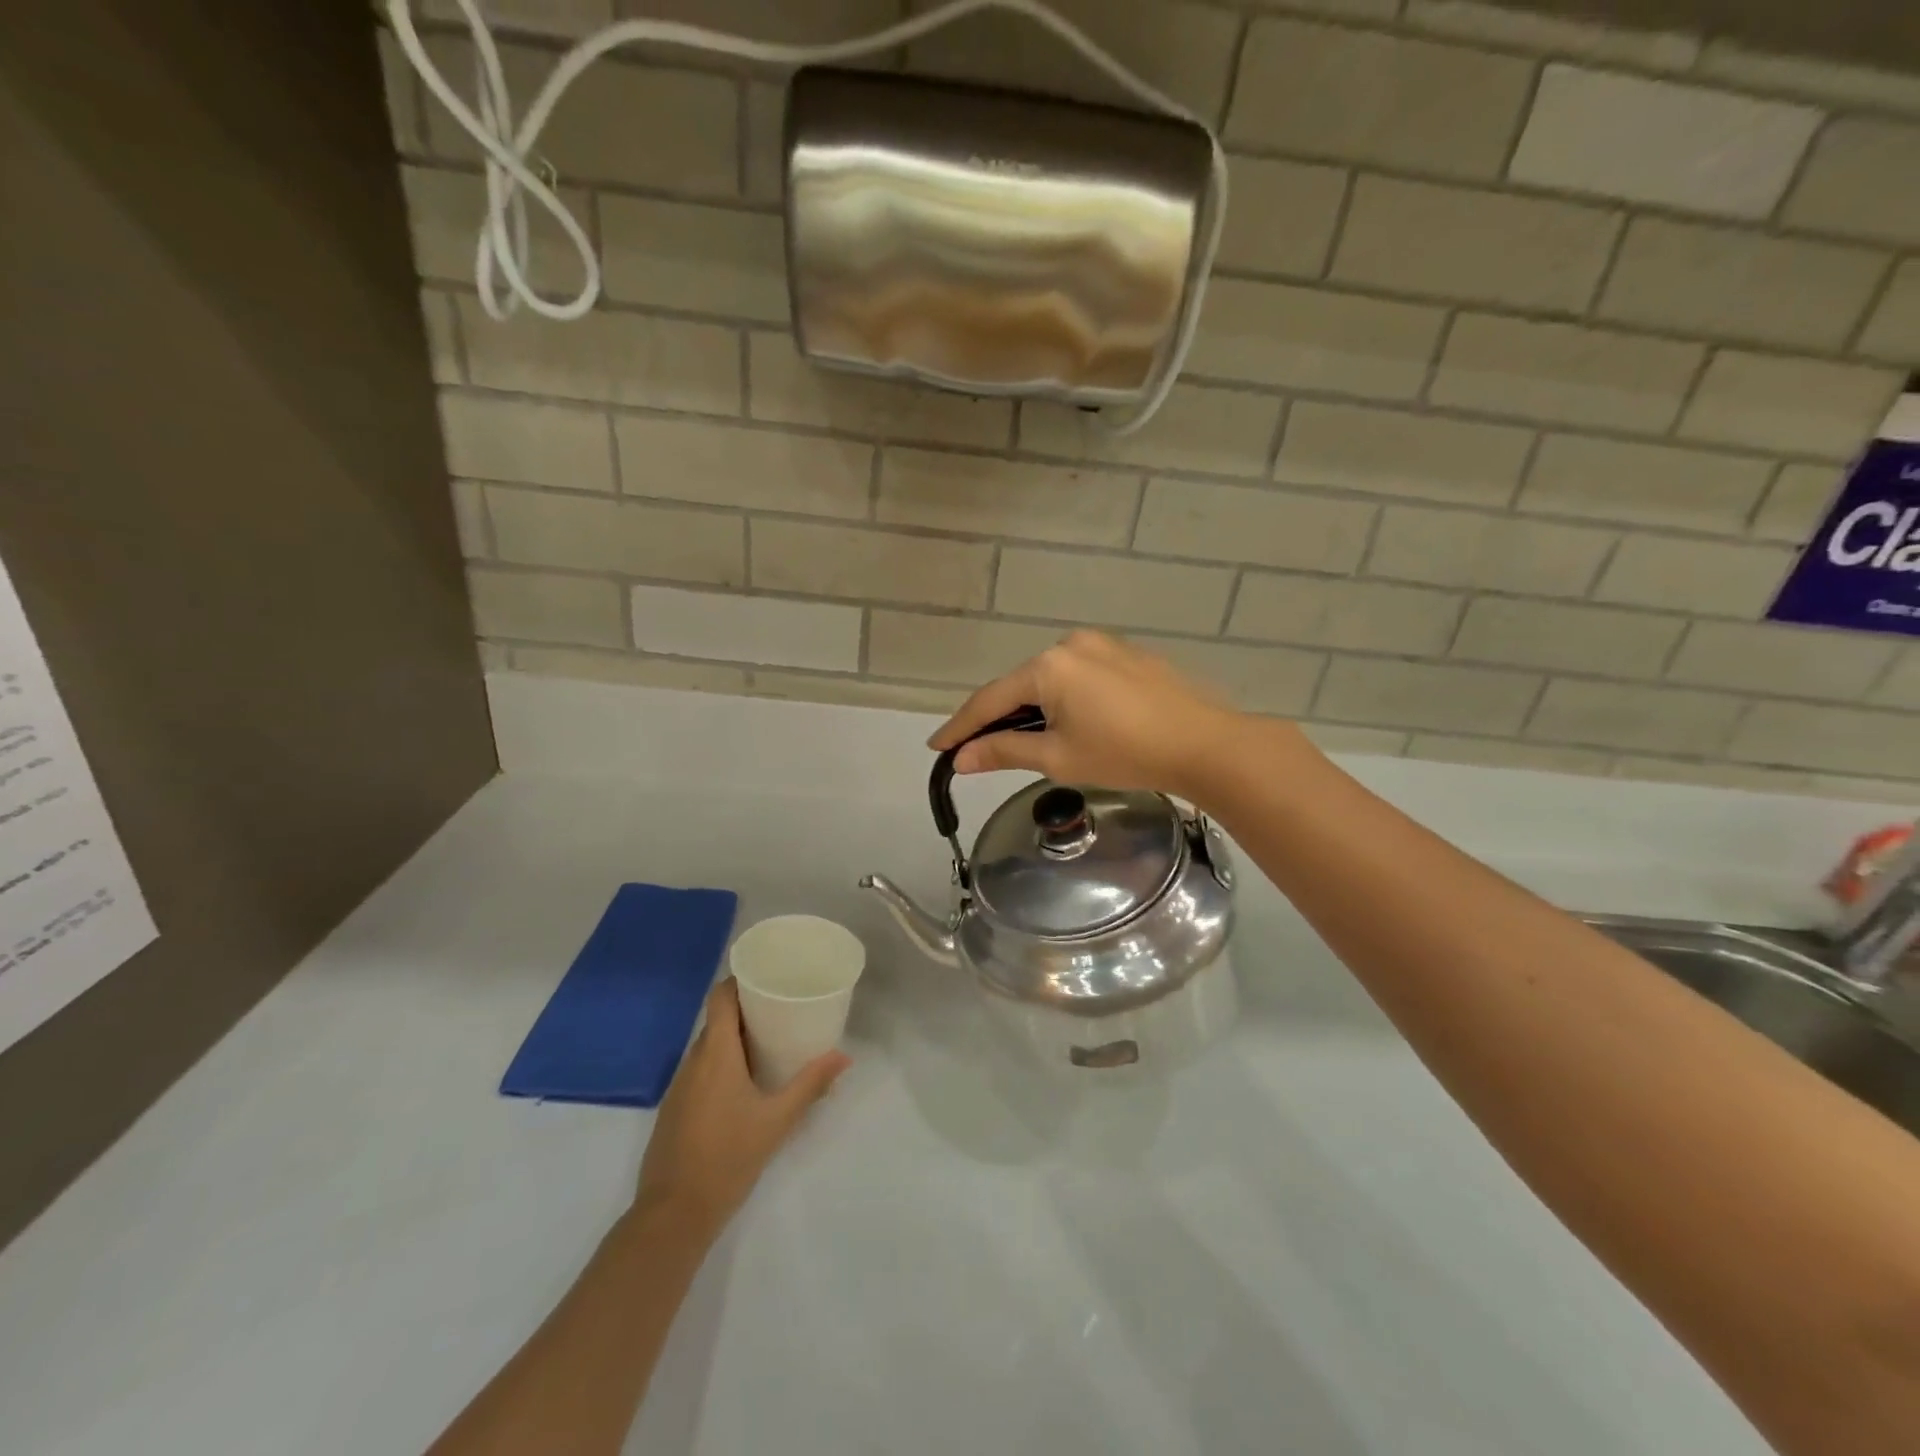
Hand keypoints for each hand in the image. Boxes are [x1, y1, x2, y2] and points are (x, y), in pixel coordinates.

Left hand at [633, 979, 848, 1237]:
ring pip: (708, 1047)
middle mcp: (693, 1061)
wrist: (673, 1215)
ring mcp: (679, 1086)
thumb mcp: (777, 1120)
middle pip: (718, 1020)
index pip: (720, 997)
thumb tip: (844, 1057)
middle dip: (747, 1011)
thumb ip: (810, 1085)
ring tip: (769, 1043)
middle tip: (782, 1009)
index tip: (768, 977)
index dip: (740, 980)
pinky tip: (744, 1084)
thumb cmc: (728, 1157)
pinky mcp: (674, 1110)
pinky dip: (721, 1064)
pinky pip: (700, 1071)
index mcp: (716, 1053)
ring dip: (735, 1040)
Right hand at [930, 630, 1285, 800]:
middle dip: (997, 717)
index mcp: (1047, 666)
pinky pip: (1079, 675)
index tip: (937, 748)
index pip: (990, 700)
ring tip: (1023, 740)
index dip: (961, 727)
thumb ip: (1003, 751)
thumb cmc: (1125, 753)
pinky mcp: (1126, 654)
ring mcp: (1102, 644)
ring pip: (1050, 679)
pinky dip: (1063, 698)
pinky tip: (1069, 721)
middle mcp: (1069, 643)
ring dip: (1031, 707)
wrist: (1205, 743)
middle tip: (977, 748)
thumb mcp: (1058, 757)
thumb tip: (962, 758)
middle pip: (1019, 685)